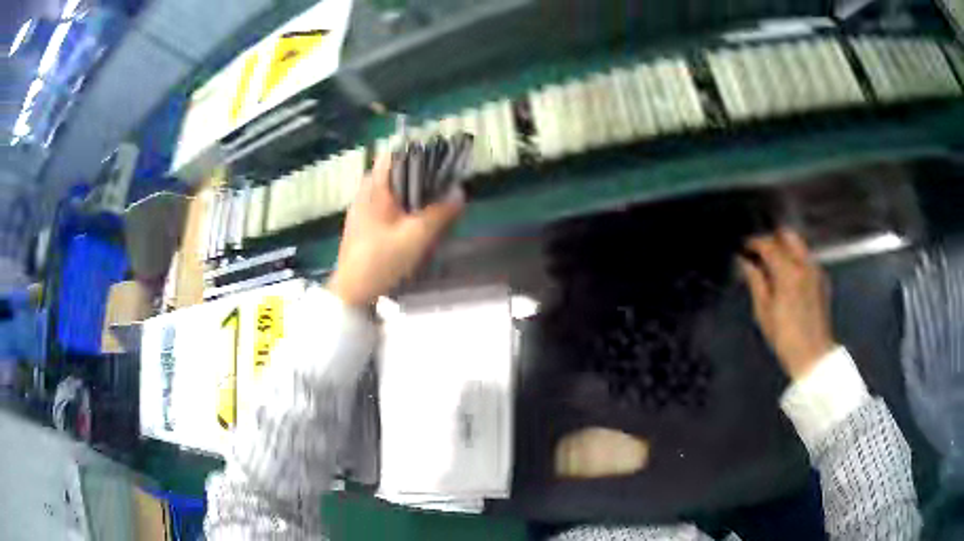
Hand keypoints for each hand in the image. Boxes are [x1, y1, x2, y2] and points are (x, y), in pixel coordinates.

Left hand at [326, 153, 464, 307]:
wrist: (351, 292)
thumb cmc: (380, 260)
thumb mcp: (416, 237)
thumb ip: (439, 213)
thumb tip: (459, 194)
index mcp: (374, 188)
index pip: (394, 153)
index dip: (418, 152)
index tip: (440, 160)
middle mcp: (365, 193)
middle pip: (395, 171)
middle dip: (420, 175)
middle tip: (442, 185)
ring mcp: (361, 210)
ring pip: (391, 190)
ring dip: (412, 193)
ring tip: (433, 204)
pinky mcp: (363, 225)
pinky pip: (386, 206)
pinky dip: (402, 207)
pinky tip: (416, 223)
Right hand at [739, 229, 835, 380]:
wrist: (813, 355)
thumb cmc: (785, 337)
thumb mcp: (764, 312)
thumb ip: (755, 282)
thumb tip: (745, 263)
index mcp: (788, 272)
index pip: (769, 244)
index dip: (754, 242)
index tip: (745, 247)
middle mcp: (804, 264)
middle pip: (788, 235)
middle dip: (773, 239)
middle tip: (760, 252)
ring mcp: (816, 270)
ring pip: (799, 245)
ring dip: (785, 248)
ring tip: (773, 264)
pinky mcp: (822, 279)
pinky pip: (807, 258)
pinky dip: (796, 259)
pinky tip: (788, 276)